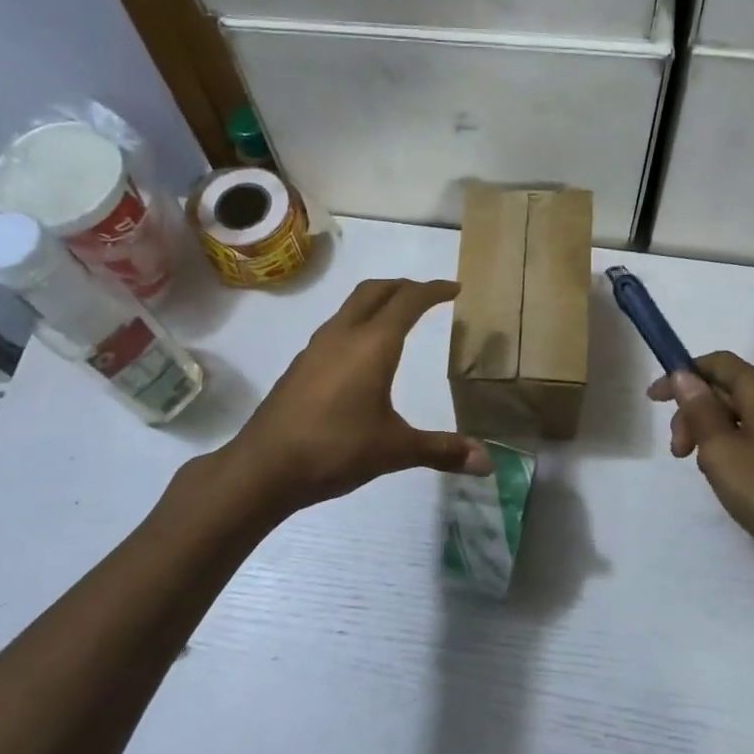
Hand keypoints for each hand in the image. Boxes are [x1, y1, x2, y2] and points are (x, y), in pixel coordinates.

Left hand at [214, 279, 492, 516]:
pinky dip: (357, 325)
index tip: (455, 289)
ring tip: (397, 319)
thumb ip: (442, 450)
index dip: (434, 290)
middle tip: (426, 295)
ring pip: (350, 308)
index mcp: (372, 345)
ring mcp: (315, 349)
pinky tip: (361, 356)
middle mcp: (342, 336)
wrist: (264, 467)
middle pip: (375, 291)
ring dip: (377, 303)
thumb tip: (489, 463)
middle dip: (403, 286)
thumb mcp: (395, 450)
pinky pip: (335, 329)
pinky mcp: (300, 367)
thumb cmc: (335, 450)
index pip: (408, 301)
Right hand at [649, 352, 753, 591]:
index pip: (717, 363)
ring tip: (702, 467)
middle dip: (694, 411)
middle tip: (678, 451)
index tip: (653, 400)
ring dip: (711, 432)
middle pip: (727, 389)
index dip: (682, 374)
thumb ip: (700, 410)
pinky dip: (732, 446)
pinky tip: (727, 475)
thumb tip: (684, 375)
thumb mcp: (722, 451)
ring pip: (740, 415)